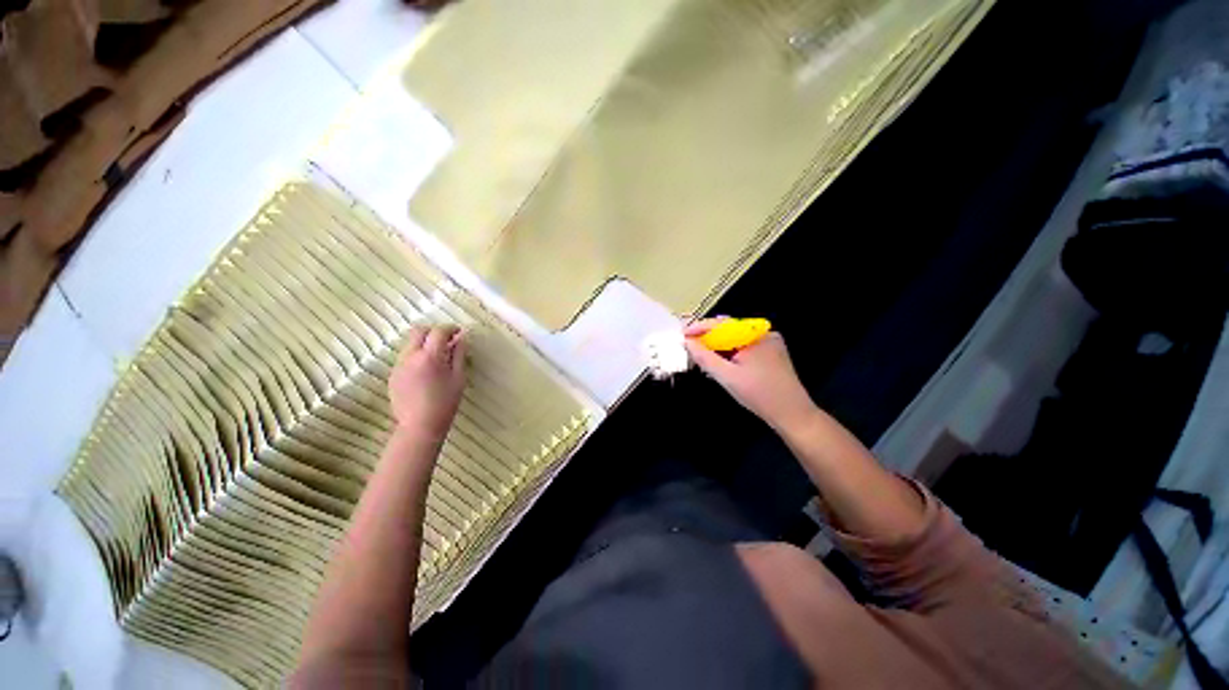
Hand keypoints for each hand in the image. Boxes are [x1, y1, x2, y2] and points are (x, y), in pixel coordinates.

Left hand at [389, 325, 466, 440]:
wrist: (420, 425)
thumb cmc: (446, 402)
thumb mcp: (459, 377)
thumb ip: (459, 355)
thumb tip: (461, 339)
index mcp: (430, 356)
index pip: (439, 331)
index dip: (450, 328)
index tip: (459, 332)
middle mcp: (411, 356)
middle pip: (419, 331)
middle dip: (434, 331)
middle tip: (447, 339)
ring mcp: (399, 365)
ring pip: (410, 343)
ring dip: (424, 343)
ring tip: (438, 356)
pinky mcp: (393, 374)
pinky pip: (405, 357)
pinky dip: (417, 355)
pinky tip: (426, 370)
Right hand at [684, 319, 817, 433]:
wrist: (793, 414)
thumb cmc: (759, 395)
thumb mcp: (727, 376)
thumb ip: (705, 358)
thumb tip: (687, 343)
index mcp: (754, 335)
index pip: (721, 325)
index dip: (699, 328)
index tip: (682, 334)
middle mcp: (763, 333)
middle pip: (728, 330)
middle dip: (708, 338)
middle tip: (690, 346)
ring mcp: (769, 342)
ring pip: (736, 339)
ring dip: (718, 346)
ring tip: (702, 355)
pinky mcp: (771, 353)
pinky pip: (745, 346)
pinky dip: (731, 352)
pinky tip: (721, 362)